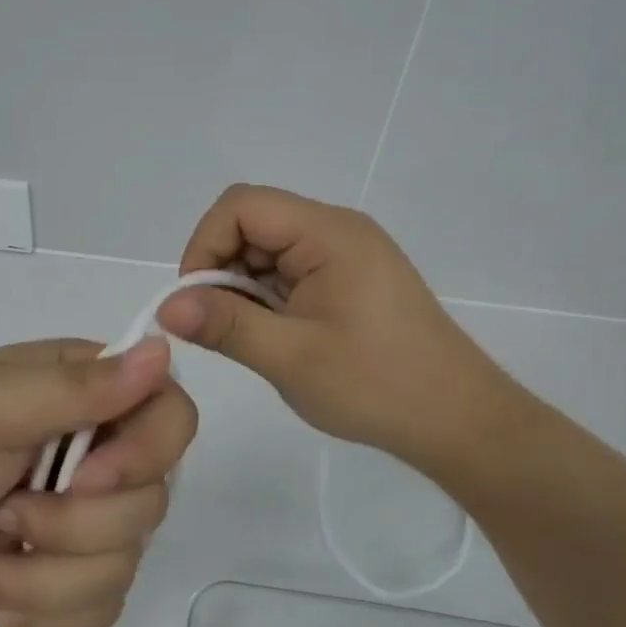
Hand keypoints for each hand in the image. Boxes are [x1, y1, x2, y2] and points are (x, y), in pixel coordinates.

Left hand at [0, 337, 195, 626]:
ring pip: (125, 563)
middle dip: (69, 525)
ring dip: (39, 575)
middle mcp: (109, 449)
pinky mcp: (83, 573)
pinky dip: (38, 610)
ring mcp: (100, 516)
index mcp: (94, 392)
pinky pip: (102, 607)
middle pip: (152, 501)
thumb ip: (76, 386)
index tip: (85, 479)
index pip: (172, 416)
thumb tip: (163, 350)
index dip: (144, 455)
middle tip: (3, 511)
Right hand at [157, 184, 524, 471]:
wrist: (459, 420)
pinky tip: (275, 335)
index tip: (195, 300)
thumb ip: (225, 324)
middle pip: (253, 222)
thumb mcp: (291, 358)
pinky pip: (290, 268)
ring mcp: (346, 252)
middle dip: (222, 268)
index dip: (205, 244)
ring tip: (253, 337)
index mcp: (328, 233)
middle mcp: (337, 229)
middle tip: (219, 326)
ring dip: (243, 286)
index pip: (242, 206)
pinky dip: (267, 296)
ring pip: (268, 248)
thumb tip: (166, 306)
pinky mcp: (350, 277)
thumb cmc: (378, 386)